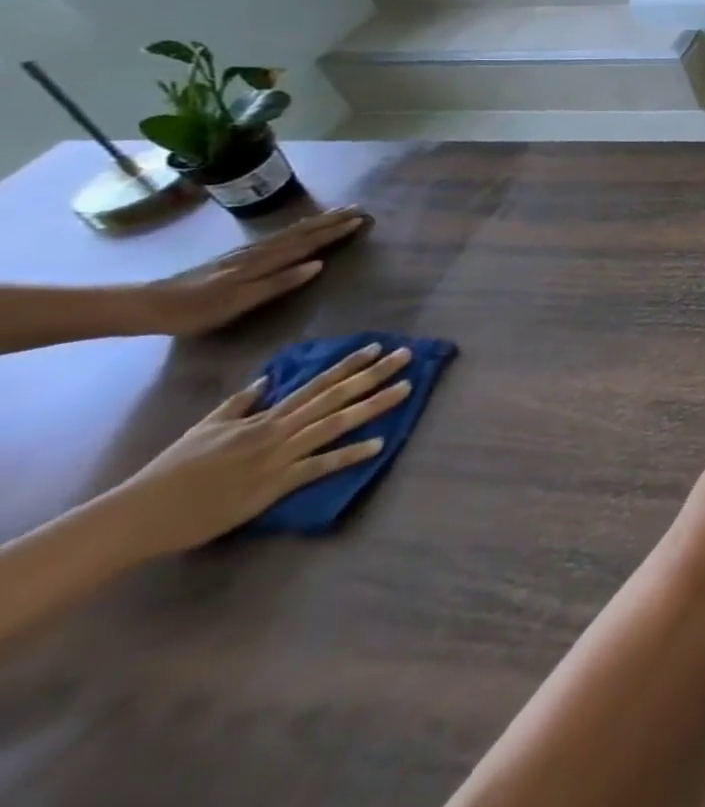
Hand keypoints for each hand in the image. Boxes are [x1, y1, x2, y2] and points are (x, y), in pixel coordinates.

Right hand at [105, 341, 412, 555]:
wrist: (138, 515)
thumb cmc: (171, 472)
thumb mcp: (206, 427)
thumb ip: (240, 403)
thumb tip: (267, 379)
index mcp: (264, 418)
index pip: (316, 383)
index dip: (349, 364)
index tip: (378, 347)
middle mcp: (277, 430)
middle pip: (335, 396)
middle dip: (374, 374)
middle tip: (409, 355)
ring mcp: (278, 457)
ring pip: (335, 424)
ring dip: (374, 406)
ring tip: (407, 388)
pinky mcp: (273, 486)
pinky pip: (318, 467)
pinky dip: (348, 455)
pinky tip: (378, 445)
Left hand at [132, 207, 369, 337]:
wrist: (148, 306)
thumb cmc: (197, 310)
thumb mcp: (239, 301)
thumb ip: (279, 282)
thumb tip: (319, 264)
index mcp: (263, 262)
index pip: (307, 243)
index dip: (334, 232)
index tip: (361, 219)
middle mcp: (259, 252)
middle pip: (301, 232)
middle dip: (330, 220)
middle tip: (358, 208)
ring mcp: (246, 252)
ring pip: (290, 231)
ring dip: (316, 221)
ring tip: (337, 212)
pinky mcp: (236, 256)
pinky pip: (278, 236)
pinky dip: (296, 228)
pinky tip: (299, 228)